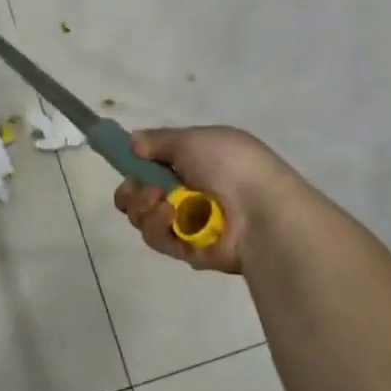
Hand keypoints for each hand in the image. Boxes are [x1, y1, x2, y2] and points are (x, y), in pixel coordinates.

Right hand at [113, 126, 301, 274]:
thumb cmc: (229, 166)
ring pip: (145, 216)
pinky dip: (157, 226)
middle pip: (143, 194)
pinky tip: (169, 217)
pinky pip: (158, 238)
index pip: (157, 165)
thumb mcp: (191, 139)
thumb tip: (134, 142)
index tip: (129, 162)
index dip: (138, 164)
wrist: (261, 212)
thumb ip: (158, 140)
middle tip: (138, 188)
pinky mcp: (188, 250)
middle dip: (132, 191)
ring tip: (159, 202)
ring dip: (143, 206)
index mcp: (198, 162)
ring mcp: (190, 223)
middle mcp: (192, 192)